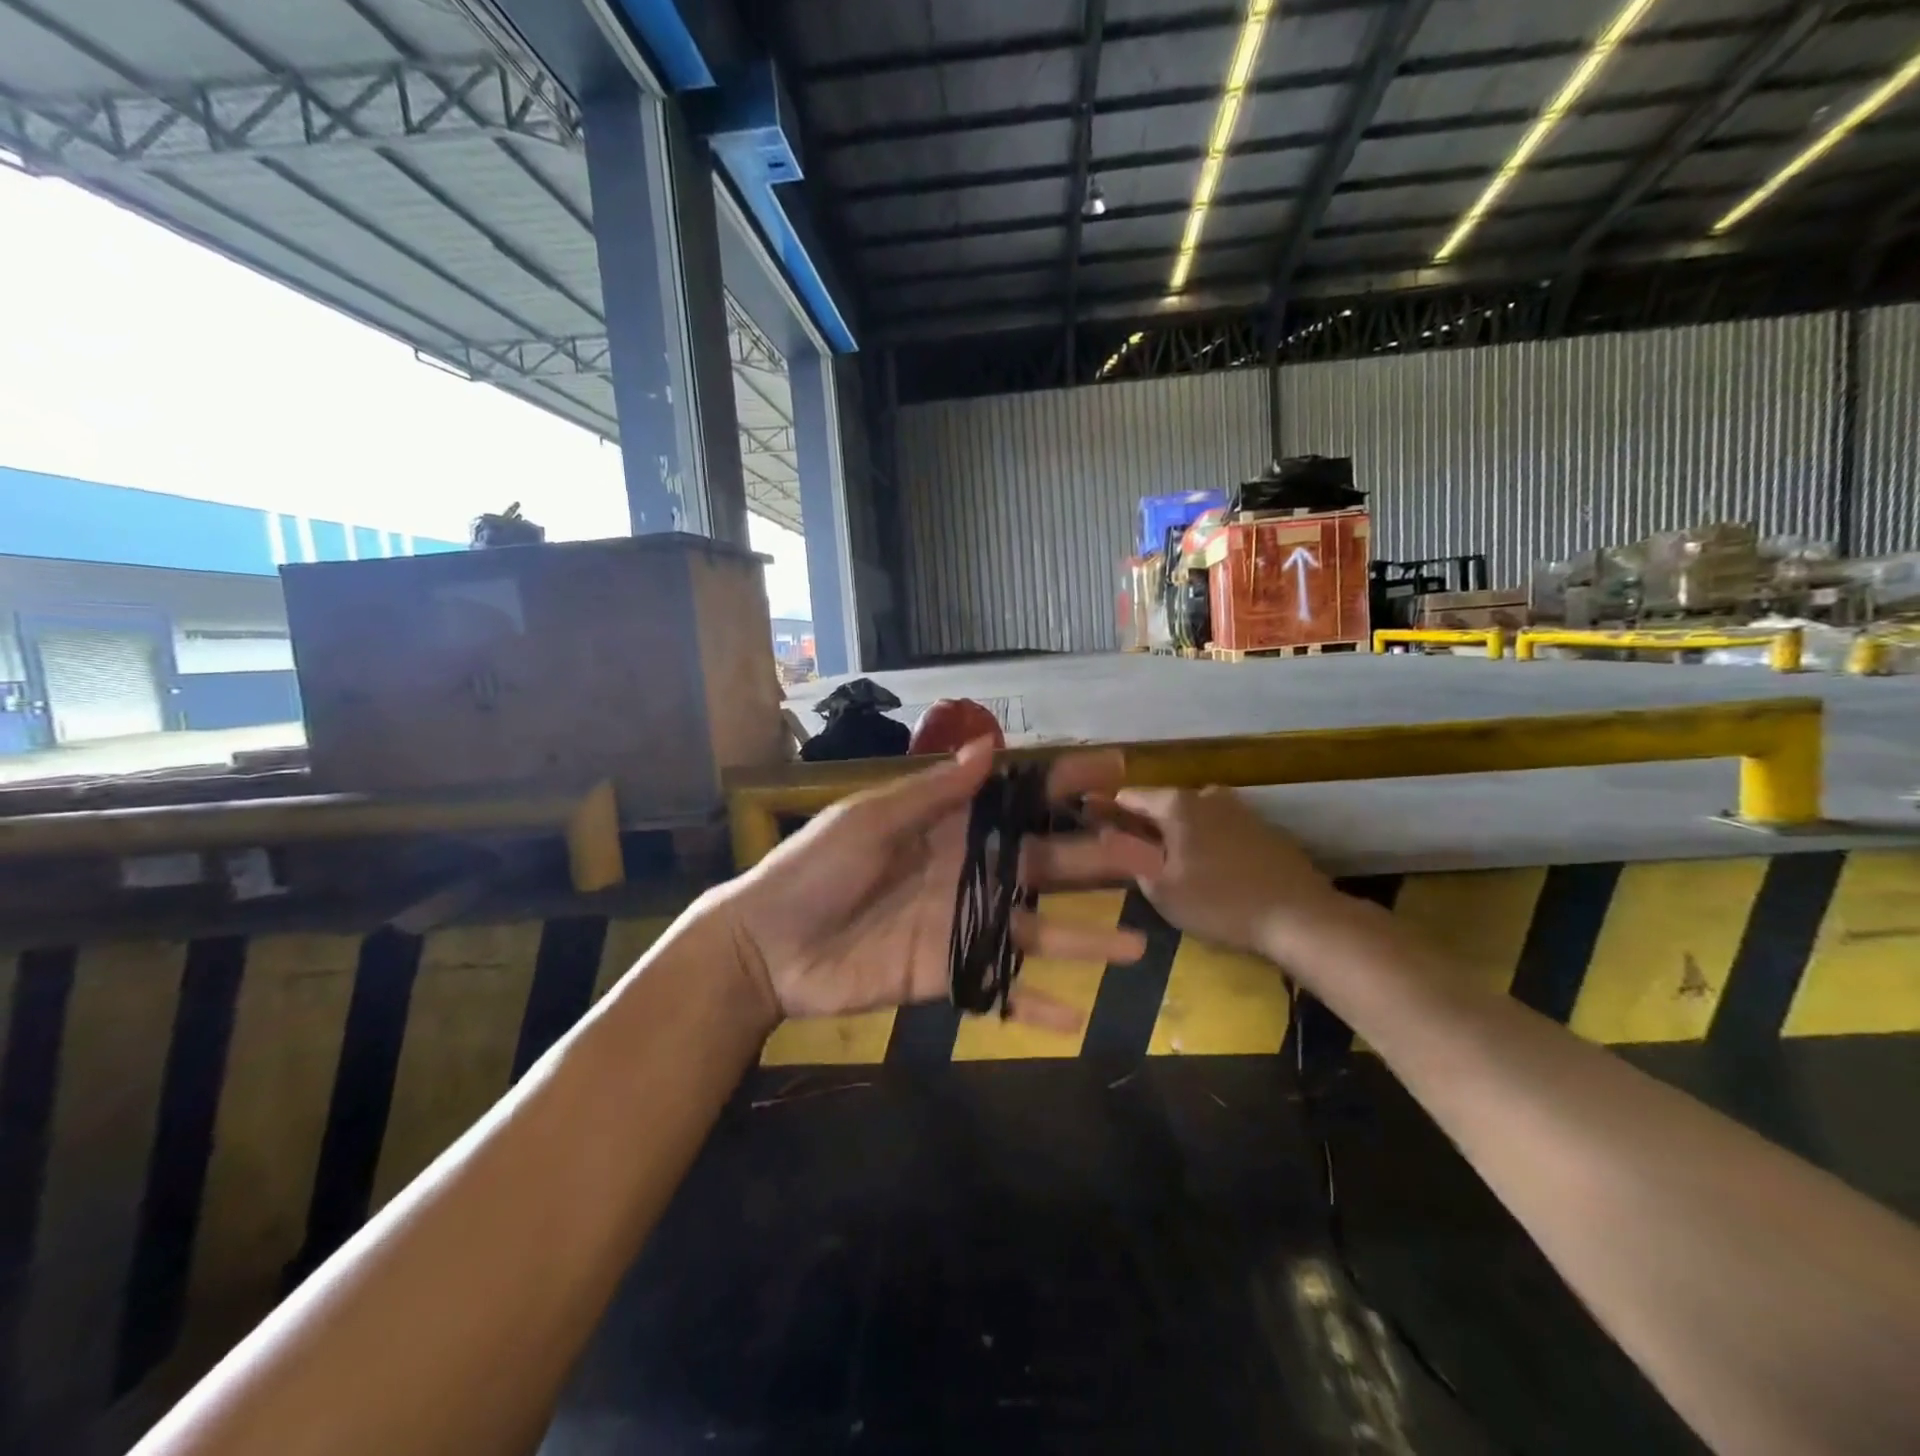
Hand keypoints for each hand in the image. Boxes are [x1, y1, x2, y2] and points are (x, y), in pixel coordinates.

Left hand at [719, 742, 1165, 1030]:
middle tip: (1152, 859)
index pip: (1018, 800)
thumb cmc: (815, 869)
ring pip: (1037, 932)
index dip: (1065, 782)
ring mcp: (962, 926)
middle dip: (1098, 859)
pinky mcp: (949, 975)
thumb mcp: (870, 820)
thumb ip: (932, 793)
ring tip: (1135, 948)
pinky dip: (1036, 1008)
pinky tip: (1077, 1022)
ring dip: (1085, 941)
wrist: (768, 946)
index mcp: (949, 826)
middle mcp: (968, 872)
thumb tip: (989, 749)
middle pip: (1045, 864)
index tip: (1116, 768)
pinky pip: (1001, 991)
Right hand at [1113, 787, 1340, 955]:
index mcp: (1178, 804)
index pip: (1130, 796)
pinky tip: (1210, 869)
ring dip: (1179, 833)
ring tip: (1172, 863)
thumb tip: (1109, 834)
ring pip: (1195, 815)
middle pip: (1164, 803)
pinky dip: (1208, 841)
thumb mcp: (1162, 888)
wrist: (1300, 916)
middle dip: (1146, 823)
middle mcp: (1207, 795)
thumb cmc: (1220, 902)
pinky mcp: (1264, 829)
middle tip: (1135, 853)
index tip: (1095, 824)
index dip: (1109, 810)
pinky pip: (1221, 828)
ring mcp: (1241, 809)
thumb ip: (1131, 857)